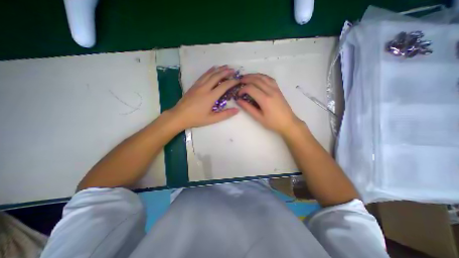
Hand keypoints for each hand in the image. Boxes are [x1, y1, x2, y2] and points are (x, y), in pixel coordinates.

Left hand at [169, 66, 240, 129]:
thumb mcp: (212, 119)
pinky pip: (203, 75)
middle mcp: (205, 88)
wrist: (179, 116)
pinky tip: (213, 69)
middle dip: (226, 72)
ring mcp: (198, 85)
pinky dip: (209, 71)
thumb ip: (225, 114)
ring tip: (226, 67)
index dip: (232, 82)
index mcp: (210, 96)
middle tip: (234, 70)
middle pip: (217, 76)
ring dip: (219, 69)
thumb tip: (237, 110)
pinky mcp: (194, 85)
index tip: (238, 80)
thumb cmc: (196, 119)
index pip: (224, 86)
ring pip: (210, 74)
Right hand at [236, 73, 301, 135]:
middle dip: (246, 79)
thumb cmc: (273, 123)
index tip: (238, 94)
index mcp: (265, 99)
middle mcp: (270, 91)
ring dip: (253, 75)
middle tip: (239, 81)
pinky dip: (262, 76)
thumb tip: (238, 100)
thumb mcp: (259, 117)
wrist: (288, 123)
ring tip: (246, 77)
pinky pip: (269, 79)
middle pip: (256, 80)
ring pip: (263, 77)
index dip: (242, 89)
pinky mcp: (278, 89)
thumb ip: (248, 108)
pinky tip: (258, 78)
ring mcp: (275, 89)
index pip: (251, 88)